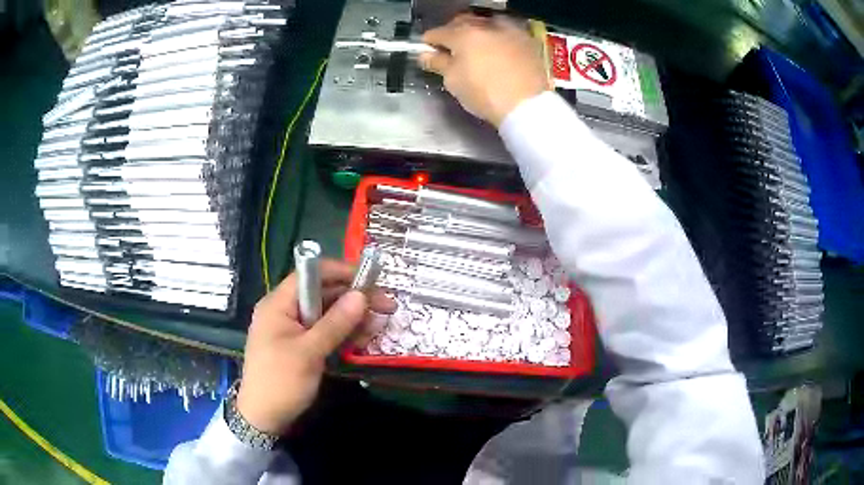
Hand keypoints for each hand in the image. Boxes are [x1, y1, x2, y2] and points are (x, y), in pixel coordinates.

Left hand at [237, 260, 395, 434]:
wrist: (264, 418)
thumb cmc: (281, 382)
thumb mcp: (309, 352)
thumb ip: (336, 323)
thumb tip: (362, 296)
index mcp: (278, 304)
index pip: (309, 274)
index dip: (339, 272)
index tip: (369, 278)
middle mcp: (285, 311)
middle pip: (322, 294)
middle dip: (353, 299)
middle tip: (386, 306)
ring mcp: (293, 329)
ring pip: (327, 314)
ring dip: (353, 318)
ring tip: (379, 326)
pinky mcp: (300, 346)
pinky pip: (324, 332)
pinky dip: (343, 333)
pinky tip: (364, 338)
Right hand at [419, 14, 548, 126]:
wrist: (526, 105)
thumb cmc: (484, 93)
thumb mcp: (454, 80)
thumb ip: (438, 63)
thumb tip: (426, 54)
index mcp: (463, 34)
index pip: (438, 32)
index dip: (429, 41)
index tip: (425, 49)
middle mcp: (485, 25)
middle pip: (463, 21)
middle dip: (453, 31)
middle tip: (450, 46)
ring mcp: (509, 30)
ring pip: (486, 22)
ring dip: (477, 30)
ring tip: (475, 45)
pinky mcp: (527, 40)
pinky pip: (506, 31)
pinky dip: (497, 36)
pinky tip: (496, 48)